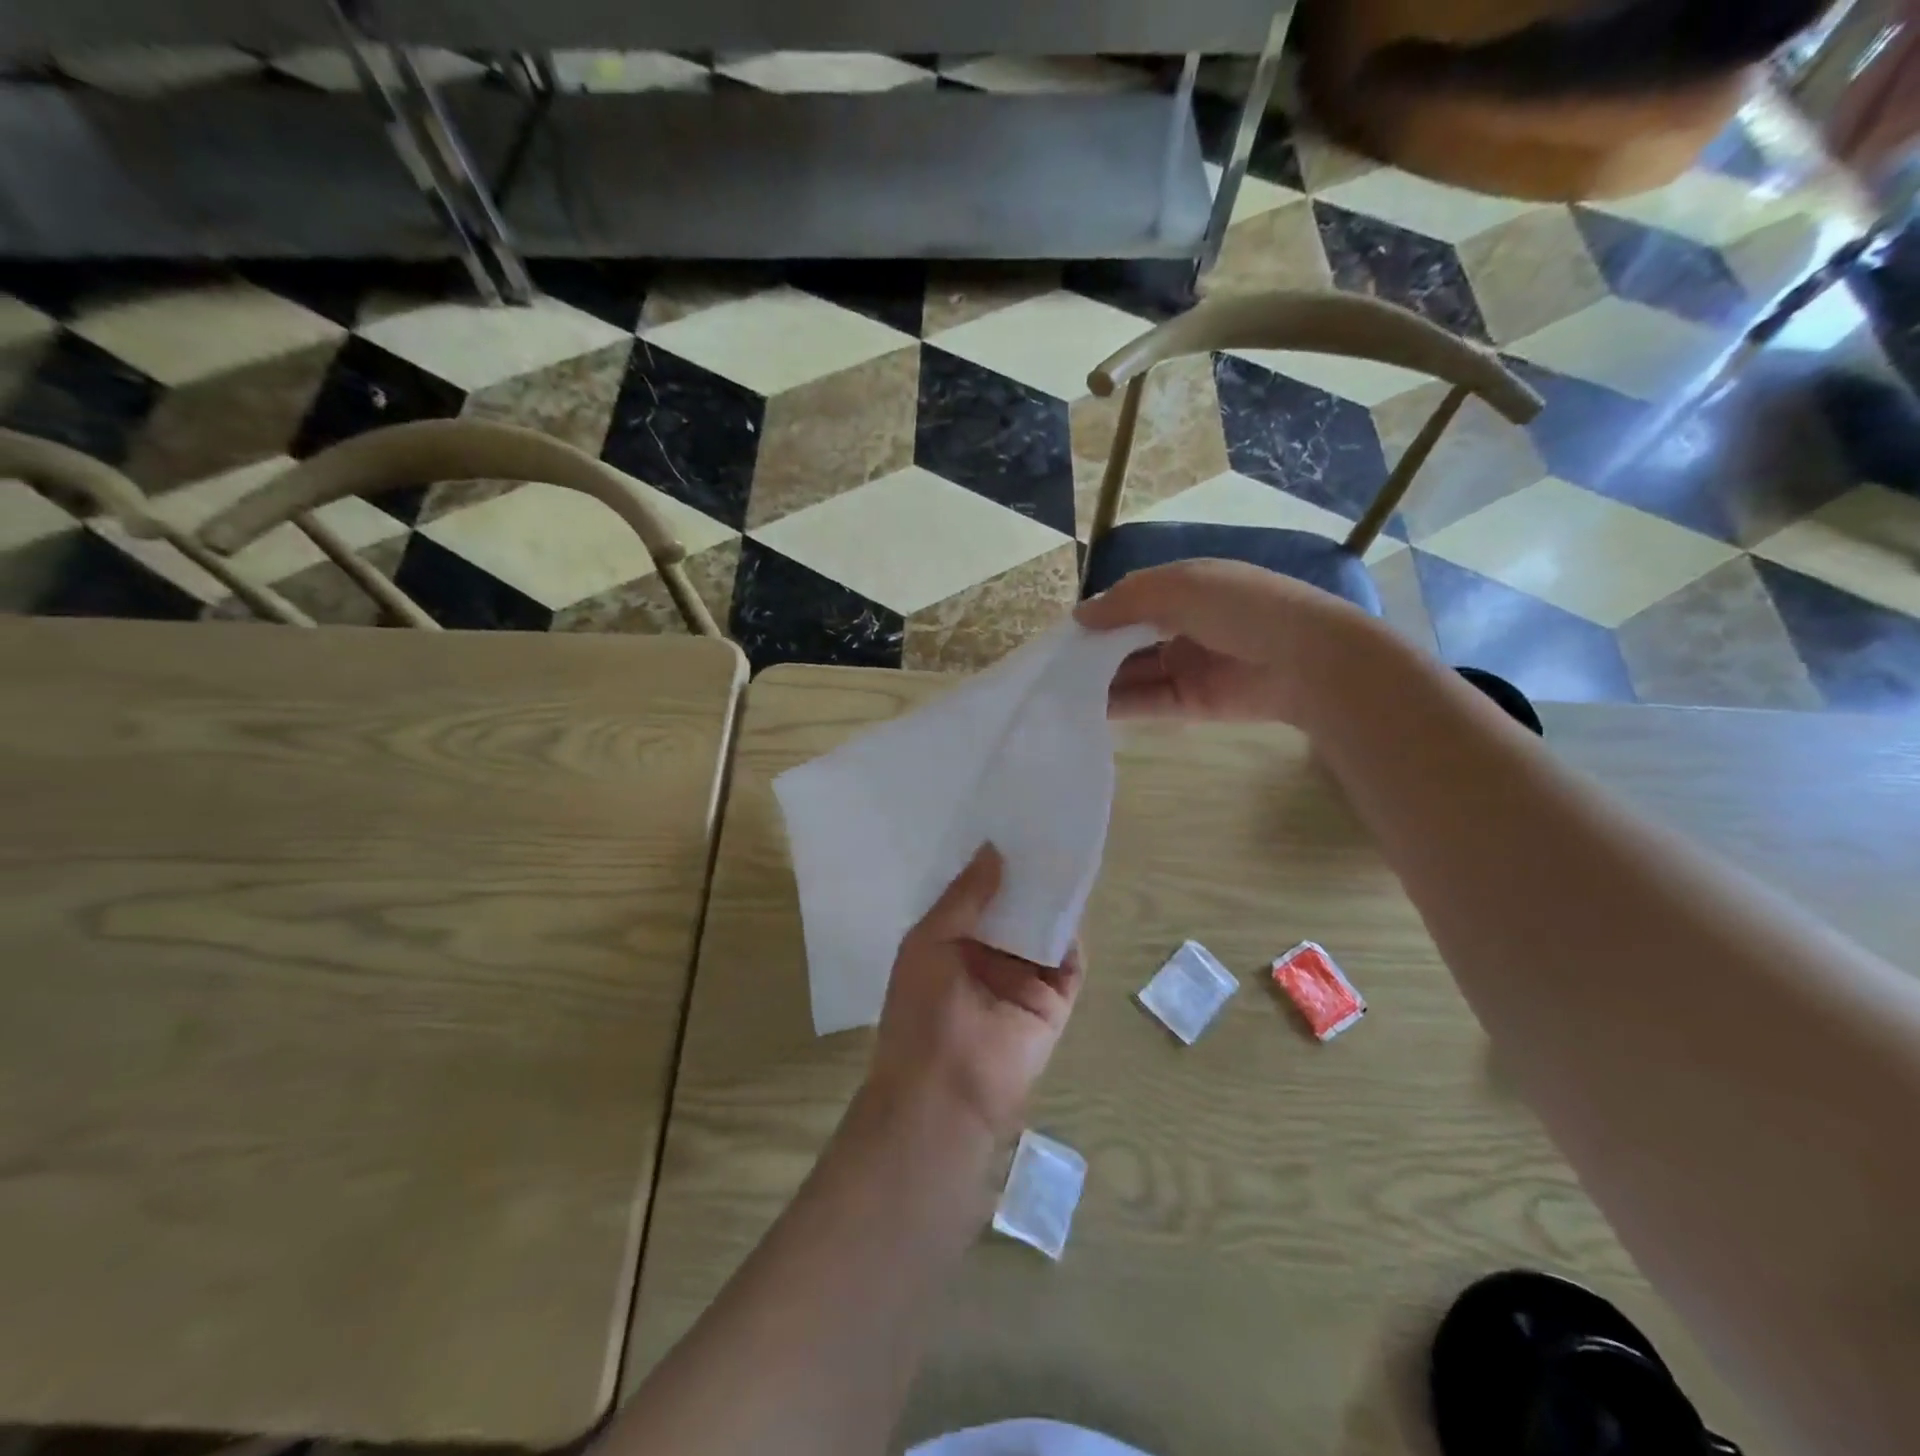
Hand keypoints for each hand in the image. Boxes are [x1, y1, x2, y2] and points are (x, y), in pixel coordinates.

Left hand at [866, 845, 1082, 1142]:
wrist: (945, 1090)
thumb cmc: (922, 1010)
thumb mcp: (930, 940)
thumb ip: (965, 896)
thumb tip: (993, 849)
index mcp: (950, 945)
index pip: (975, 897)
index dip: (988, 866)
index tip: (1003, 825)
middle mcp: (987, 958)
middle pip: (1013, 910)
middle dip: (1024, 878)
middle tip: (1040, 829)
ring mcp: (1022, 980)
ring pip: (1042, 931)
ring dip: (1051, 900)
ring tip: (1063, 850)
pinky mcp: (1053, 1001)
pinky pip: (1068, 962)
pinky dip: (1072, 934)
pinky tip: (1076, 896)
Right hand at [1075, 558, 1384, 725]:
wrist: (1306, 660)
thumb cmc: (1242, 607)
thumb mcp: (1180, 586)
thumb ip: (1126, 600)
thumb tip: (1080, 616)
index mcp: (1185, 589)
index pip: (1131, 600)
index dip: (1099, 614)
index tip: (1064, 632)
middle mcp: (1182, 626)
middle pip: (1128, 640)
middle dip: (1094, 651)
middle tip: (1053, 666)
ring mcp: (1186, 666)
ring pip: (1133, 673)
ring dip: (1100, 680)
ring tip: (1059, 691)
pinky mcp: (1191, 702)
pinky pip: (1147, 702)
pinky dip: (1118, 705)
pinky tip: (1085, 709)